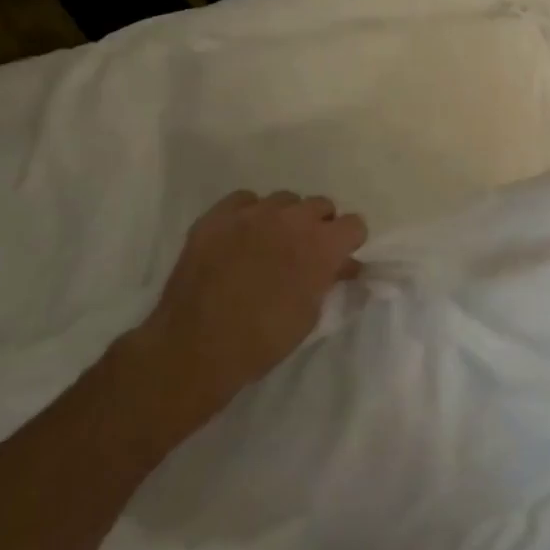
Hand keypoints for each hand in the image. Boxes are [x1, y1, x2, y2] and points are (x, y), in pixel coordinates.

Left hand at [123, 191, 366, 436]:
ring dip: (285, 219)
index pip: (355, 224)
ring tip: (268, 244)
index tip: (338, 259)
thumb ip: (329, 279)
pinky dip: (248, 214)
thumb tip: (344, 266)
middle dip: (318, 226)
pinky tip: (240, 238)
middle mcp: (293, 219)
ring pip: (284, 200)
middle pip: (321, 205)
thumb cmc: (263, 340)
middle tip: (303, 253)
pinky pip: (244, 200)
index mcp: (323, 245)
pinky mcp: (218, 216)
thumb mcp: (310, 314)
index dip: (348, 242)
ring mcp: (253, 213)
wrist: (195, 348)